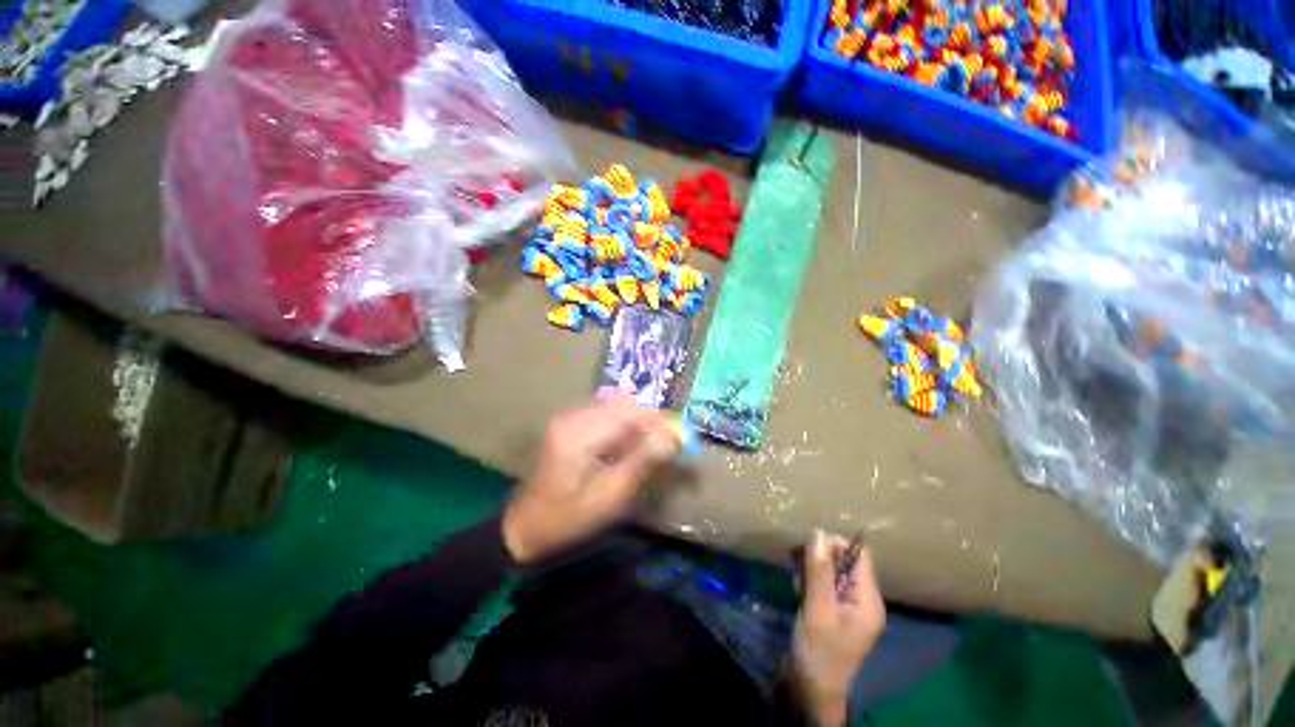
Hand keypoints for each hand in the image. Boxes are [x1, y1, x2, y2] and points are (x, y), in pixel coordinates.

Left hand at [502, 391, 679, 564]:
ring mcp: (569, 418)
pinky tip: (623, 450)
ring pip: (616, 407)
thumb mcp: (610, 496)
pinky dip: (621, 428)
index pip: (629, 410)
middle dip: (647, 421)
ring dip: (635, 424)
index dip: (657, 419)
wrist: (525, 528)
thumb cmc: (568, 519)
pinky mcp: (569, 425)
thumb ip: (643, 461)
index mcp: (580, 432)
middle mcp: (573, 416)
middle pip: (623, 403)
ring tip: (644, 451)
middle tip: (661, 447)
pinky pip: (605, 415)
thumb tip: (674, 435)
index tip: (677, 437)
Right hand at [792, 531, 885, 726]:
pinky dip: (810, 581)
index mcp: (868, 600)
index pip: (859, 555)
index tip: (809, 546)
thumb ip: (819, 572)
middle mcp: (863, 599)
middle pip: (844, 561)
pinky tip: (798, 590)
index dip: (835, 544)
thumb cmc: (819, 652)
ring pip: (832, 571)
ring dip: (812, 569)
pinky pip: (825, 584)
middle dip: (819, 557)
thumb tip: (818, 533)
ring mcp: (849, 606)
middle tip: (796, 563)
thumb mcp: (818, 610)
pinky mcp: (835, 610)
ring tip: (796, 581)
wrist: (813, 691)